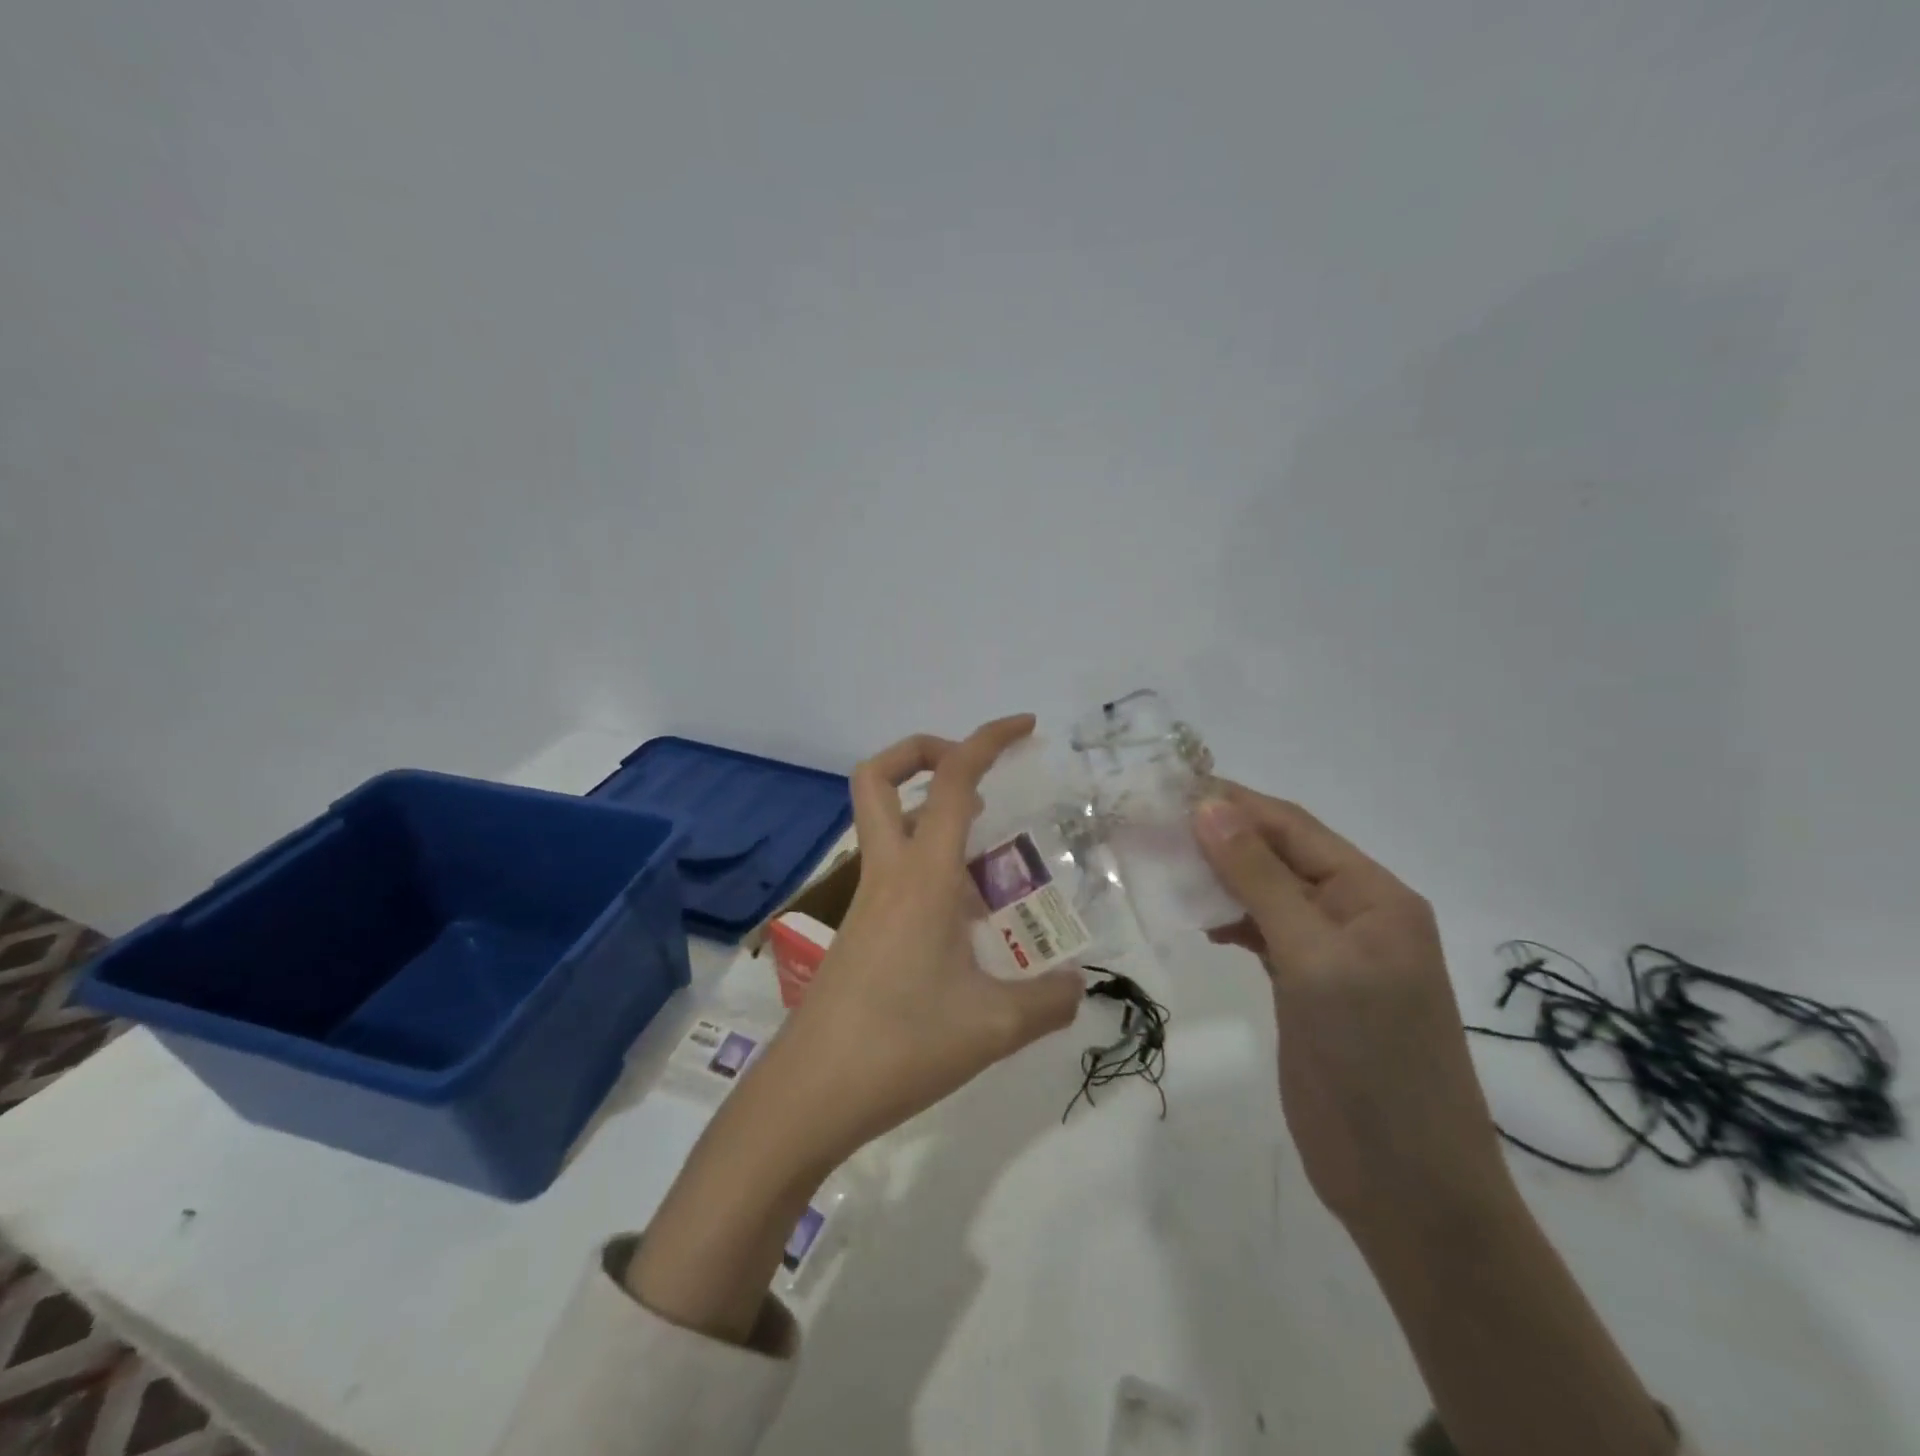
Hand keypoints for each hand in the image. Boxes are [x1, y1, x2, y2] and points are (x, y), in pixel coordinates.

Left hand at [768, 714, 1085, 1165]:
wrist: (811, 1092)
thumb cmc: (902, 1045)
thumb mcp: (993, 1027)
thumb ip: (1048, 1001)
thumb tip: (1077, 986)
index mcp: (922, 876)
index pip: (953, 781)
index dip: (987, 740)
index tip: (1025, 727)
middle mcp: (889, 873)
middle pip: (880, 777)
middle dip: (926, 752)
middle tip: (979, 775)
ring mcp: (867, 899)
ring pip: (888, 822)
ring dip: (934, 811)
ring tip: (991, 850)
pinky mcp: (860, 928)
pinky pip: (894, 868)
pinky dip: (930, 861)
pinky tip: (966, 912)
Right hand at [1192, 785, 1510, 1235]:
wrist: (1405, 1184)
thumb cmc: (1371, 1059)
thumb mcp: (1315, 958)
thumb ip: (1260, 880)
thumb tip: (1210, 807)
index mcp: (1373, 894)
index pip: (1292, 827)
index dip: (1233, 803)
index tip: (1167, 787)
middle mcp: (1353, 912)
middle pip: (1277, 855)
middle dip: (1217, 836)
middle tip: (1149, 823)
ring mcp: (1329, 952)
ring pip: (1264, 893)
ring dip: (1217, 876)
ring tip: (1158, 861)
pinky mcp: (1306, 986)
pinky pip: (1261, 932)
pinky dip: (1226, 918)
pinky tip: (1193, 915)